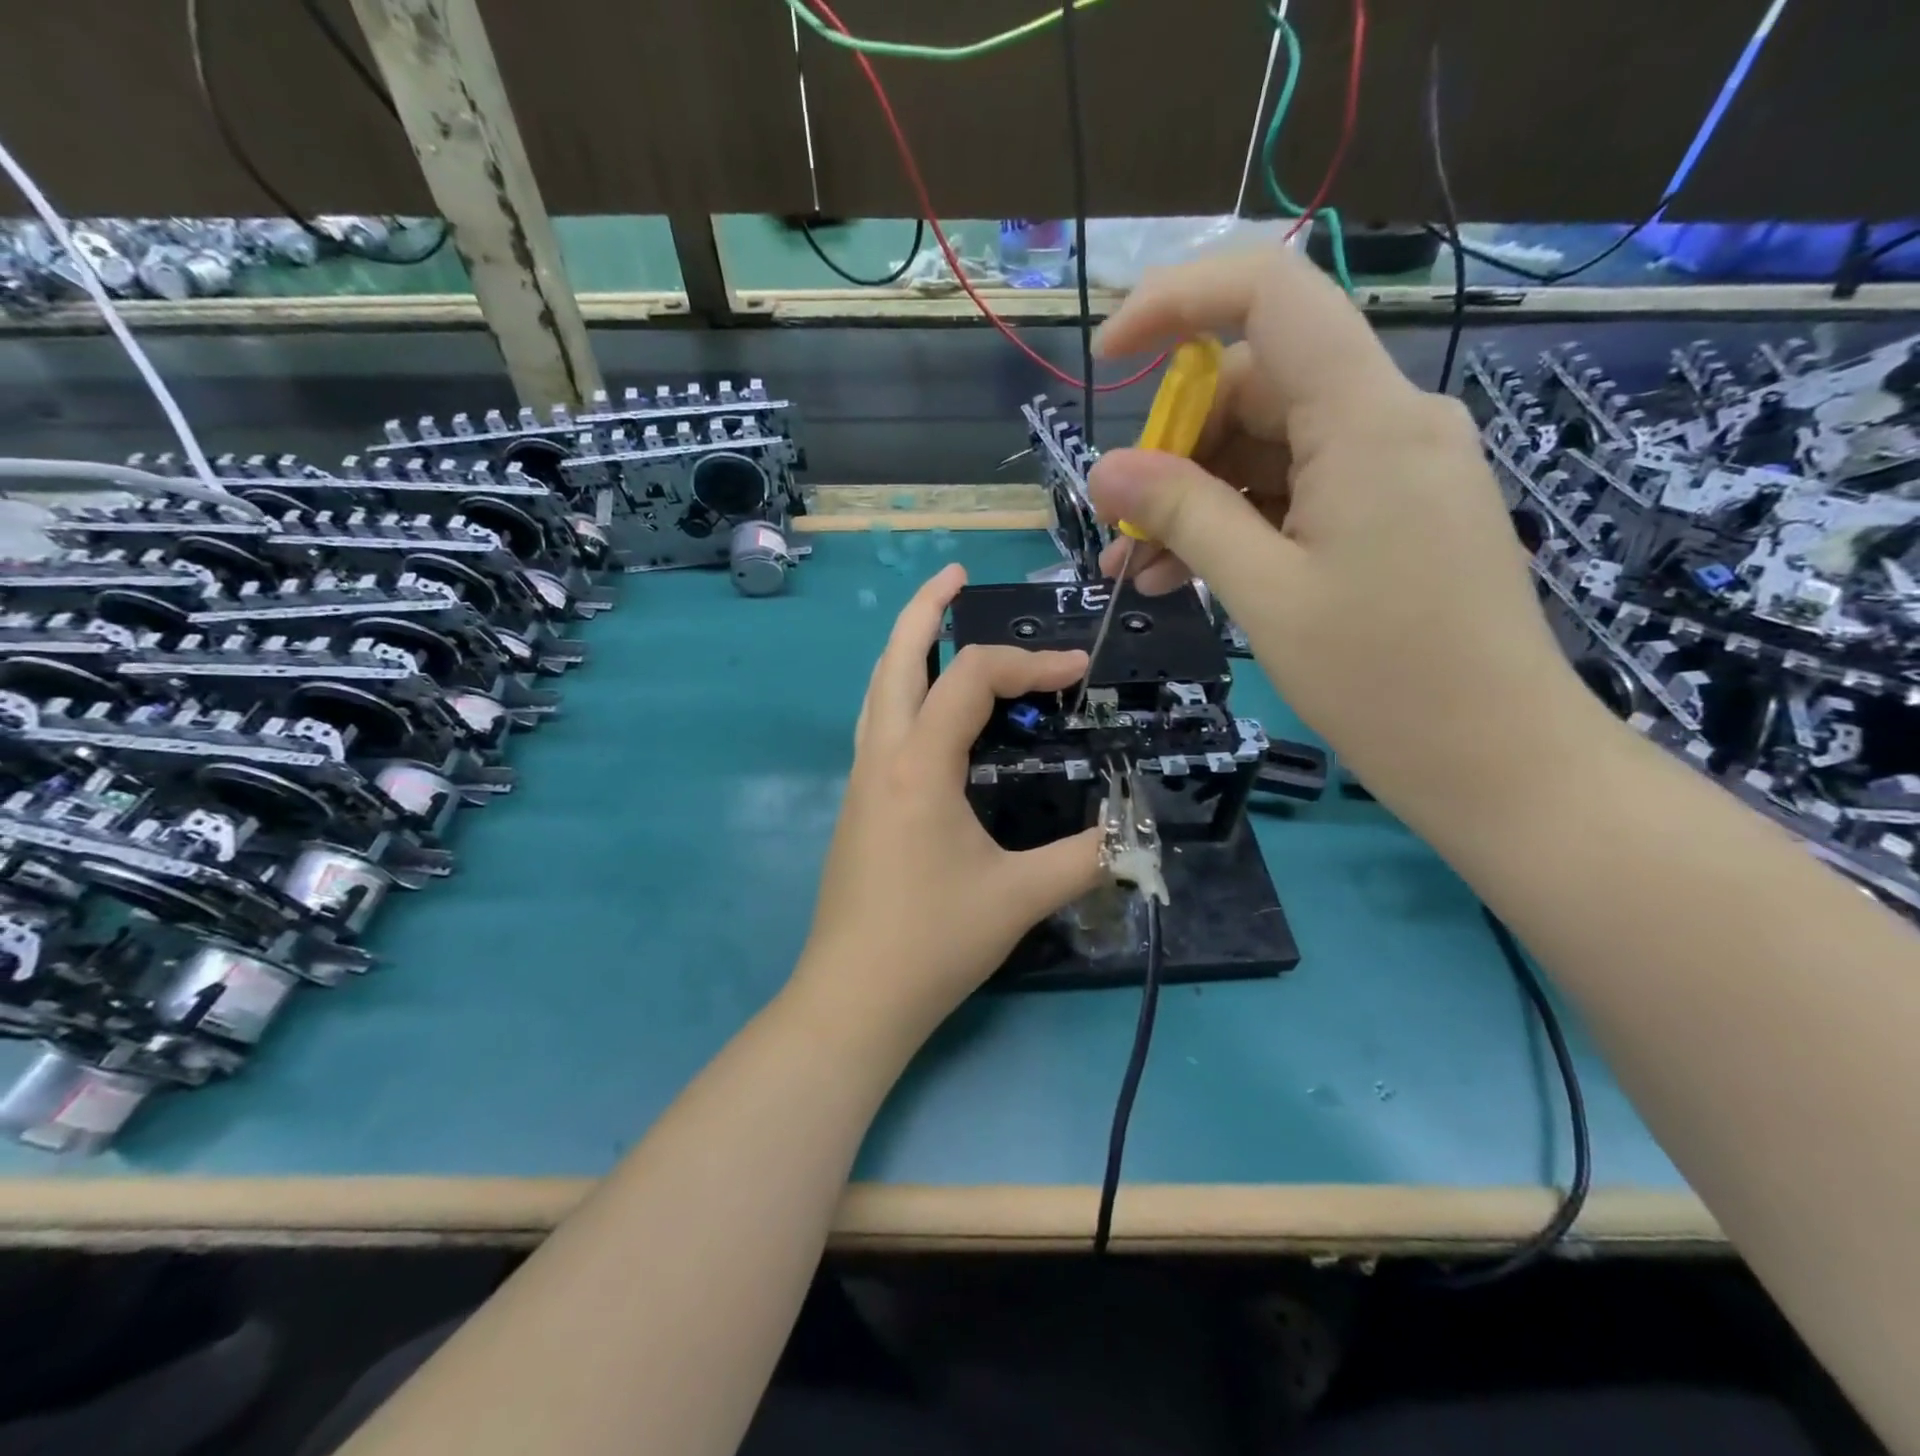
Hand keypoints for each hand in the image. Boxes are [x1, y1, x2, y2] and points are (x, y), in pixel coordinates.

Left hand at [795, 564, 1104, 1041]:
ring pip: (877, 691)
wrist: (853, 1000)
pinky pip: (878, 726)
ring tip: (938, 627)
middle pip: (894, 659)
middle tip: (954, 576)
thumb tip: (1135, 834)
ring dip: (905, 649)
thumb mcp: (1020, 896)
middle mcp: (881, 757)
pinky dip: (903, 694)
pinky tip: (929, 714)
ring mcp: (860, 782)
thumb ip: (1085, 856)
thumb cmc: (933, 941)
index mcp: (918, 764)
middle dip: (924, 609)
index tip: (1077, 670)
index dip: (1028, 663)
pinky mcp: (857, 807)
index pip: (971, 679)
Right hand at [1085, 248, 1602, 818]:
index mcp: (1367, 419)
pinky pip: (1298, 492)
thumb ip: (1183, 515)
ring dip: (1196, 501)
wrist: (1495, 757)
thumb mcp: (1263, 592)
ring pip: (1269, 449)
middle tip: (1119, 527)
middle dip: (1175, 450)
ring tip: (1136, 572)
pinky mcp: (1394, 510)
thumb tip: (1104, 469)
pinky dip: (1238, 525)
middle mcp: (1390, 420)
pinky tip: (1186, 577)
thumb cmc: (1380, 677)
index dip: (1177, 302)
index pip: (1271, 294)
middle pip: (1257, 386)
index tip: (1109, 359)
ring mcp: (1396, 467)